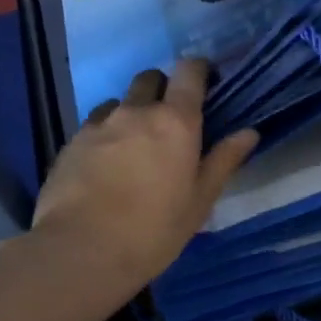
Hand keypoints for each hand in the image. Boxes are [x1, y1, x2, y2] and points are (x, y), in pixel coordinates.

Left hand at [32, 59, 257, 292]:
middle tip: (171, 121)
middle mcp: (136, 112)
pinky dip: (106, 135)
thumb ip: (224, 161)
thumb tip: (249, 132)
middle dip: (163, 89)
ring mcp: (99, 125)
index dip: (199, 70)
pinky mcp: (71, 143)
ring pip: (119, 103)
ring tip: (135, 147)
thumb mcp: (200, 201)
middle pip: (150, 79)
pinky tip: (107, 166)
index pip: (188, 72)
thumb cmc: (154, 229)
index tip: (206, 81)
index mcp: (175, 122)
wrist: (82, 250)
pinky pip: (95, 126)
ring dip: (132, 113)